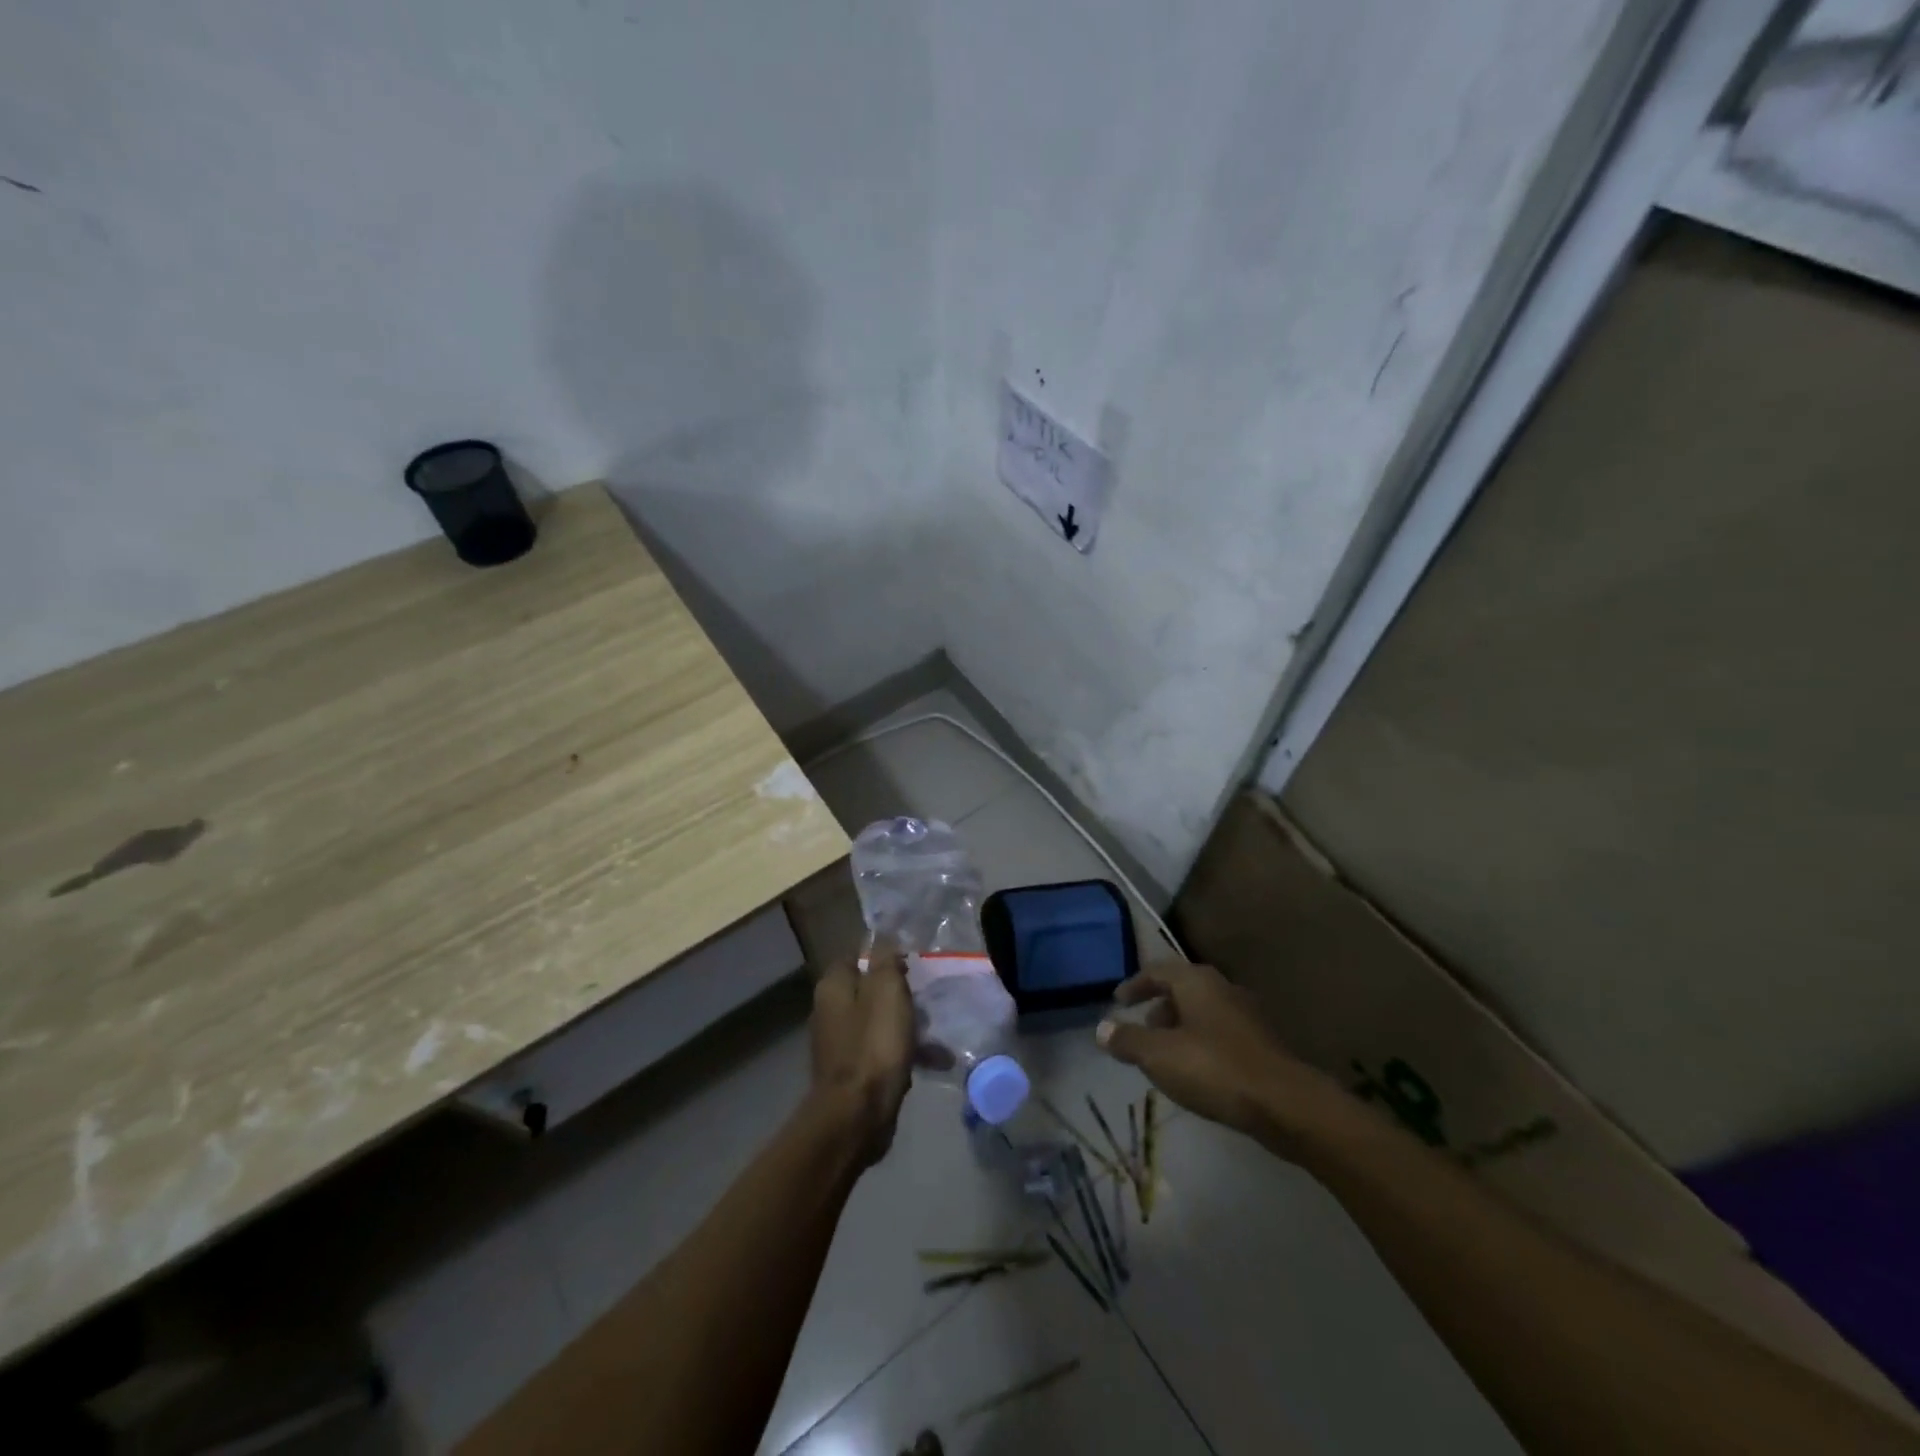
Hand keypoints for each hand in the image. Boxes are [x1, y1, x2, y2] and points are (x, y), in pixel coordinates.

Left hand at [807, 941, 914, 1165]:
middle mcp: (830, 1010)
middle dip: (901, 992)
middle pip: (870, 988)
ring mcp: (841, 1043)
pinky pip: (884, 1051)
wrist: (858, 1114)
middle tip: (928, 996)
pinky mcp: (854, 1071)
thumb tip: (883, 935)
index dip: (884, 955)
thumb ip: (885, 958)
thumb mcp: (886, 989)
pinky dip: (906, 1052)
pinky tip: (935, 1061)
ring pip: (880, 1020)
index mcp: (833, 986)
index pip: (857, 955)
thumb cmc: (874, 1043)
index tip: (912, 963)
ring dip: (908, 1024)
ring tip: (937, 1031)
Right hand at [1096, 961, 1349, 1151]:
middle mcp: (1222, 988)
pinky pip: (1219, 1032)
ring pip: (1202, 1012)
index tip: (1117, 1001)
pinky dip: (1200, 1043)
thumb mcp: (1159, 1055)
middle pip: (1181, 989)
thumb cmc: (1214, 1069)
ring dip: (1179, 1027)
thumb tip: (1102, 1028)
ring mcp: (1245, 1014)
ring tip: (1164, 1055)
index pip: (1156, 971)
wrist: (1285, 1104)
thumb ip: (1128, 1039)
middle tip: (1141, 1030)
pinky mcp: (1260, 1042)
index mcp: (1196, 981)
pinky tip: (1196, 1071)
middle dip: (1158, 1007)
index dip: (1134, 985)